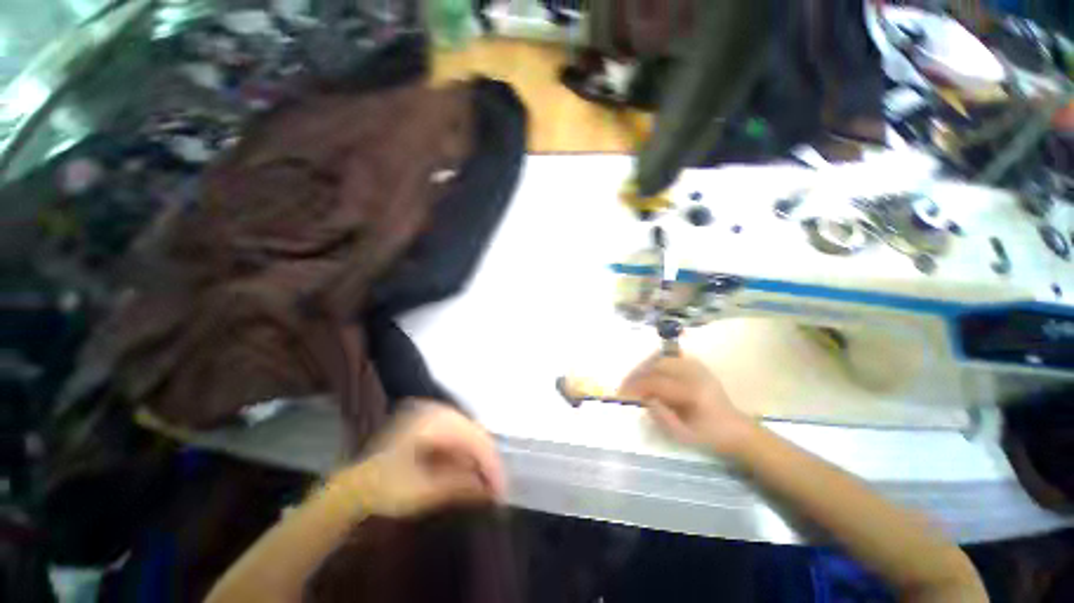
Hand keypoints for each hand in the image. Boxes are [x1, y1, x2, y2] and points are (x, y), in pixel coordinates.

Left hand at [340, 402, 505, 517]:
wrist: (356, 487)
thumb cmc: (386, 489)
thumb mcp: (424, 491)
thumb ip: (462, 485)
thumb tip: (493, 489)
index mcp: (434, 421)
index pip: (475, 438)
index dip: (491, 464)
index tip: (500, 492)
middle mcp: (438, 411)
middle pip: (476, 434)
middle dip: (488, 461)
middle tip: (496, 489)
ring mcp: (436, 415)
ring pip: (470, 434)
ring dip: (479, 459)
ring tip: (486, 484)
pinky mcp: (434, 425)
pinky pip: (460, 437)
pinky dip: (467, 455)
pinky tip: (470, 472)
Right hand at [618, 355, 759, 457]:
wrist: (736, 430)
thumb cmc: (709, 437)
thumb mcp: (683, 436)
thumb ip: (661, 416)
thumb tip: (643, 399)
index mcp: (692, 393)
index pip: (656, 382)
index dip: (636, 386)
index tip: (622, 393)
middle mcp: (694, 374)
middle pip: (657, 365)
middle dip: (638, 373)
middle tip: (626, 385)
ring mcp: (697, 367)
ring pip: (663, 357)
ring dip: (645, 366)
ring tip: (635, 378)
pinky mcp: (697, 366)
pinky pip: (671, 357)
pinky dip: (657, 362)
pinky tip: (650, 371)